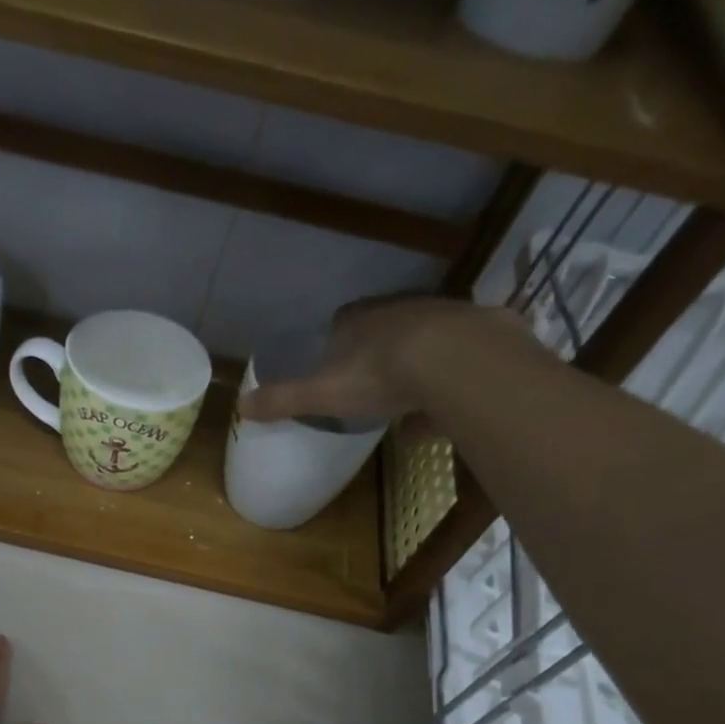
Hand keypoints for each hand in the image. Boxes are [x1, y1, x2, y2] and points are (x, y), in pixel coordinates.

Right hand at [237, 296, 540, 425]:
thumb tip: (240, 407)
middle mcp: (402, 310)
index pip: (342, 323)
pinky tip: (447, 412)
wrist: (459, 362)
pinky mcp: (483, 335)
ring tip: (411, 403)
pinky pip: (460, 362)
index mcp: (360, 321)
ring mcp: (446, 318)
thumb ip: (284, 400)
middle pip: (385, 330)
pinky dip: (451, 385)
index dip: (337, 344)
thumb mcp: (322, 394)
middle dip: (379, 354)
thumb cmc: (381, 375)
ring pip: (425, 344)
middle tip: (373, 386)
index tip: (335, 367)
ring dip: (417, 368)